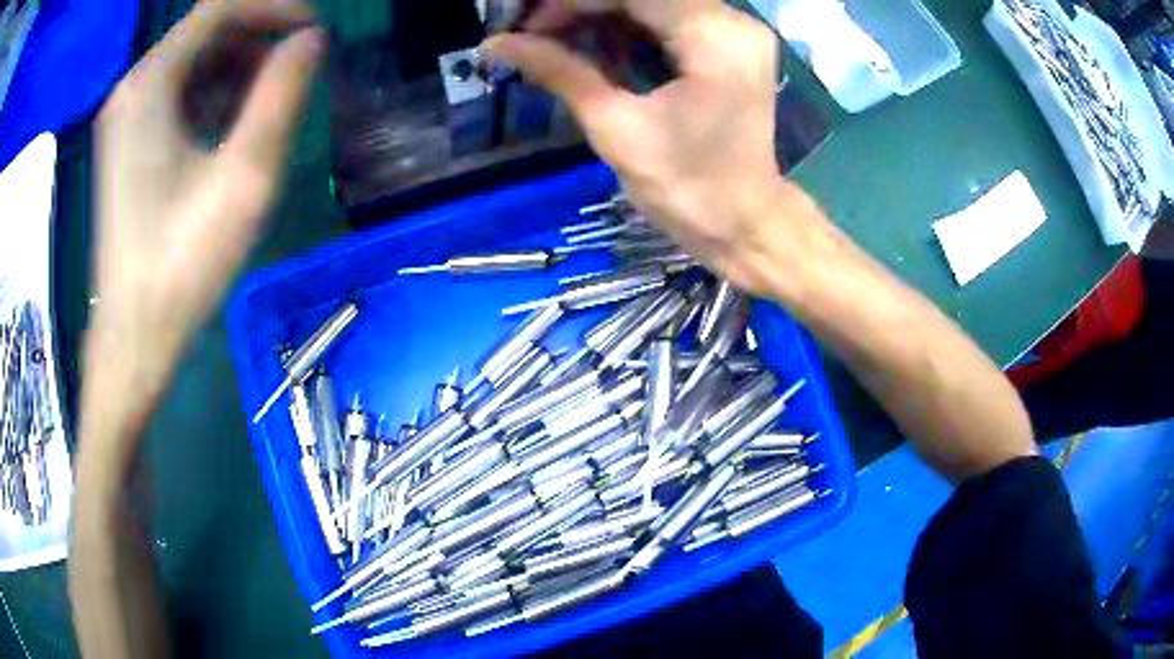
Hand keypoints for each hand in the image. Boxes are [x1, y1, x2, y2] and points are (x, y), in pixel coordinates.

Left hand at [86, 0, 321, 443]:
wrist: (133, 337)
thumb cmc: (182, 264)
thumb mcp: (244, 176)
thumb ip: (282, 95)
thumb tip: (311, 41)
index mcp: (149, 85)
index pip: (218, 9)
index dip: (272, 8)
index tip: (313, 31)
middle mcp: (131, 90)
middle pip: (202, 33)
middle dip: (256, 37)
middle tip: (299, 65)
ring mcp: (124, 119)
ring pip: (190, 64)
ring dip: (236, 67)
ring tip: (273, 98)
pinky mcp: (126, 146)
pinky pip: (175, 96)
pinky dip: (211, 95)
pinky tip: (234, 125)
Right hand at [484, 0, 828, 297]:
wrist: (744, 225)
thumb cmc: (688, 189)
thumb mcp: (617, 128)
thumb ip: (561, 73)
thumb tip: (497, 44)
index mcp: (716, 38)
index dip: (571, 2)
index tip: (525, 23)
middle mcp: (734, 23)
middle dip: (582, 7)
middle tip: (533, 29)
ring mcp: (735, 34)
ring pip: (654, 4)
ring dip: (601, 14)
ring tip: (553, 36)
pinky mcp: (729, 49)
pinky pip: (668, 20)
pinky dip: (627, 26)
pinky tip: (591, 43)